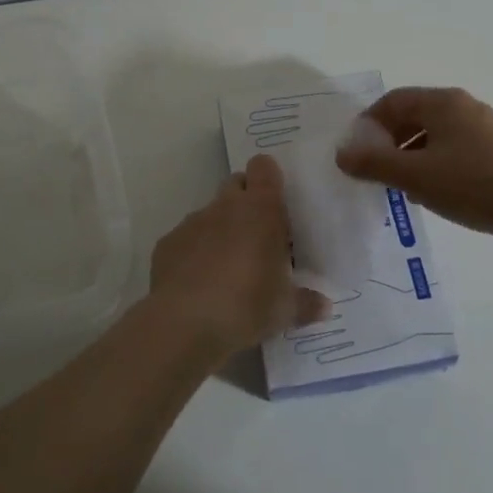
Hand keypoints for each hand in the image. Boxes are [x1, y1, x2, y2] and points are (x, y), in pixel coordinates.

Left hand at [147, 155, 328, 361]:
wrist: (184, 324)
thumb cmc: (247, 306)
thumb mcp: (284, 310)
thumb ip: (306, 303)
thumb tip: (325, 307)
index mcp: (260, 210)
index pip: (264, 168)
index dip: (269, 178)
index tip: (276, 201)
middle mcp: (225, 206)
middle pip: (235, 183)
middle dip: (245, 201)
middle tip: (257, 235)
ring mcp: (192, 222)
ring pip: (210, 212)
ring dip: (220, 229)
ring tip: (227, 267)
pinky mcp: (167, 243)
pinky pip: (186, 238)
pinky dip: (193, 252)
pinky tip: (198, 283)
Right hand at [335, 86, 492, 239]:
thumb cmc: (471, 184)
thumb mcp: (413, 175)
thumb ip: (373, 163)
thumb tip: (341, 154)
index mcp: (443, 103)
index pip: (394, 100)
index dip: (368, 123)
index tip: (355, 152)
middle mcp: (464, 108)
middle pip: (413, 116)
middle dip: (388, 142)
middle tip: (373, 171)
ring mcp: (484, 131)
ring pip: (433, 137)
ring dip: (409, 157)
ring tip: (399, 187)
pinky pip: (453, 152)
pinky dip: (433, 167)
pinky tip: (431, 194)